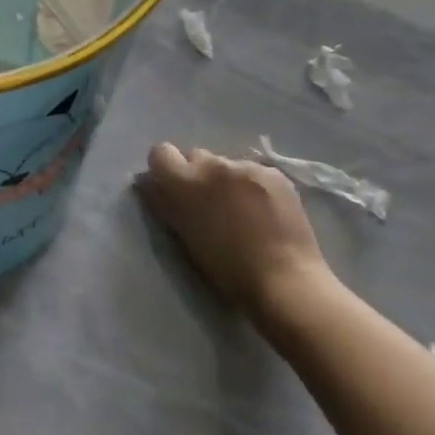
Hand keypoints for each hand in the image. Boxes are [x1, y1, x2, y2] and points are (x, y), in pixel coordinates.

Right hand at [135, 144, 338, 313]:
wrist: (284, 280)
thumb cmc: (226, 269)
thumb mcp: (184, 236)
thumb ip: (165, 204)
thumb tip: (149, 183)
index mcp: (185, 182)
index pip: (160, 153)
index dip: (164, 169)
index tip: (172, 188)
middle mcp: (214, 165)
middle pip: (196, 156)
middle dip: (198, 174)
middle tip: (210, 204)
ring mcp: (247, 167)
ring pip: (227, 164)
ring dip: (227, 180)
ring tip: (243, 210)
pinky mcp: (275, 173)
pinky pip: (254, 172)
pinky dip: (254, 186)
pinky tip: (265, 211)